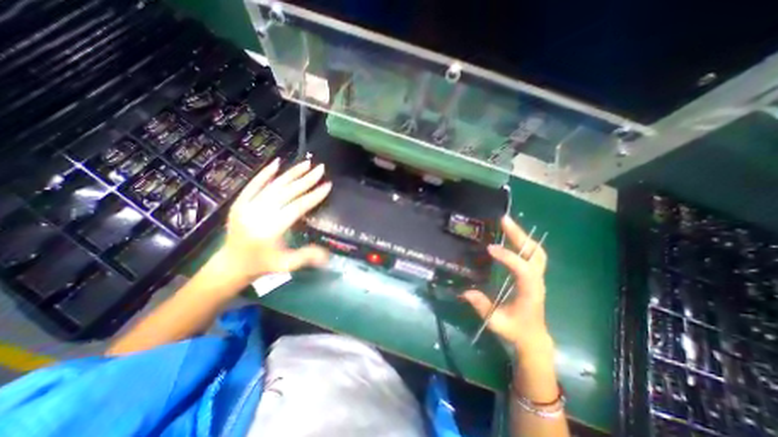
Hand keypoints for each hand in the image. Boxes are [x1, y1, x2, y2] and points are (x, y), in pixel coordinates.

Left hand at [214, 159, 332, 284]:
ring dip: (291, 173)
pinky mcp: (239, 203)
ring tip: (306, 163)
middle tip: (320, 168)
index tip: (327, 185)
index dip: (314, 195)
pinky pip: (254, 184)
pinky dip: (265, 173)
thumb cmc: (263, 265)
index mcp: (271, 229)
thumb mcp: (287, 265)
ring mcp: (246, 206)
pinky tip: (277, 162)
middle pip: (286, 192)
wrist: (231, 264)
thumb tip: (329, 254)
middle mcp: (258, 214)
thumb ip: (308, 256)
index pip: (297, 207)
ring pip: (272, 185)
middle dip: (306, 179)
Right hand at [460, 215, 552, 350]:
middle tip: (504, 220)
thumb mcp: (496, 322)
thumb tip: (466, 291)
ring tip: (507, 223)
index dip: (508, 257)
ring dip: (522, 236)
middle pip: (534, 253)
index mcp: (530, 292)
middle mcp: (536, 281)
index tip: (490, 248)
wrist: (533, 337)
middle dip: (519, 235)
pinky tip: (510, 236)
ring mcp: (537, 277)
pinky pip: (532, 254)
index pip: (523, 269)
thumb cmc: (515, 330)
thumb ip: (482, 307)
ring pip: (536, 251)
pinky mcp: (533, 275)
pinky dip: (523, 242)